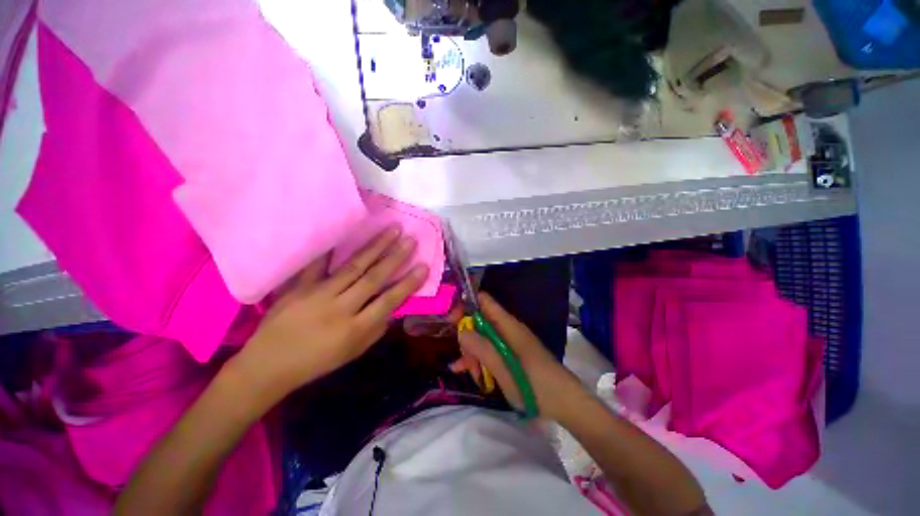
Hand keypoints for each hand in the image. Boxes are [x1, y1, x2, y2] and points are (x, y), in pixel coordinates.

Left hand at [231, 226, 427, 403]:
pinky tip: (344, 230)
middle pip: (374, 278)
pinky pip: (317, 263)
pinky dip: (331, 247)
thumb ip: (377, 328)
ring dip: (375, 247)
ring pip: (353, 266)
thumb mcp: (353, 352)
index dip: (408, 283)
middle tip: (411, 239)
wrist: (268, 365)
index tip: (423, 266)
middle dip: (395, 257)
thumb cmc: (317, 362)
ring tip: (392, 231)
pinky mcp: (298, 287)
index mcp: (355, 328)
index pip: (389, 300)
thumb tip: (394, 306)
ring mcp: (318, 294)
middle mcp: (340, 308)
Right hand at [450, 293, 582, 419]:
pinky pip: (493, 351)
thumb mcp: (503, 368)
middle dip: (468, 338)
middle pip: (481, 322)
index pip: (484, 301)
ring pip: (485, 339)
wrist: (567, 403)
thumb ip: (481, 348)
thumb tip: (461, 331)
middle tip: (463, 360)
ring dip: (473, 354)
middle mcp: (508, 329)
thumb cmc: (535, 385)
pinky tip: (474, 375)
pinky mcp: (514, 355)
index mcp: (507, 325)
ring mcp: (511, 342)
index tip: (450, 319)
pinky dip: (482, 360)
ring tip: (468, 373)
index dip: (466, 305)